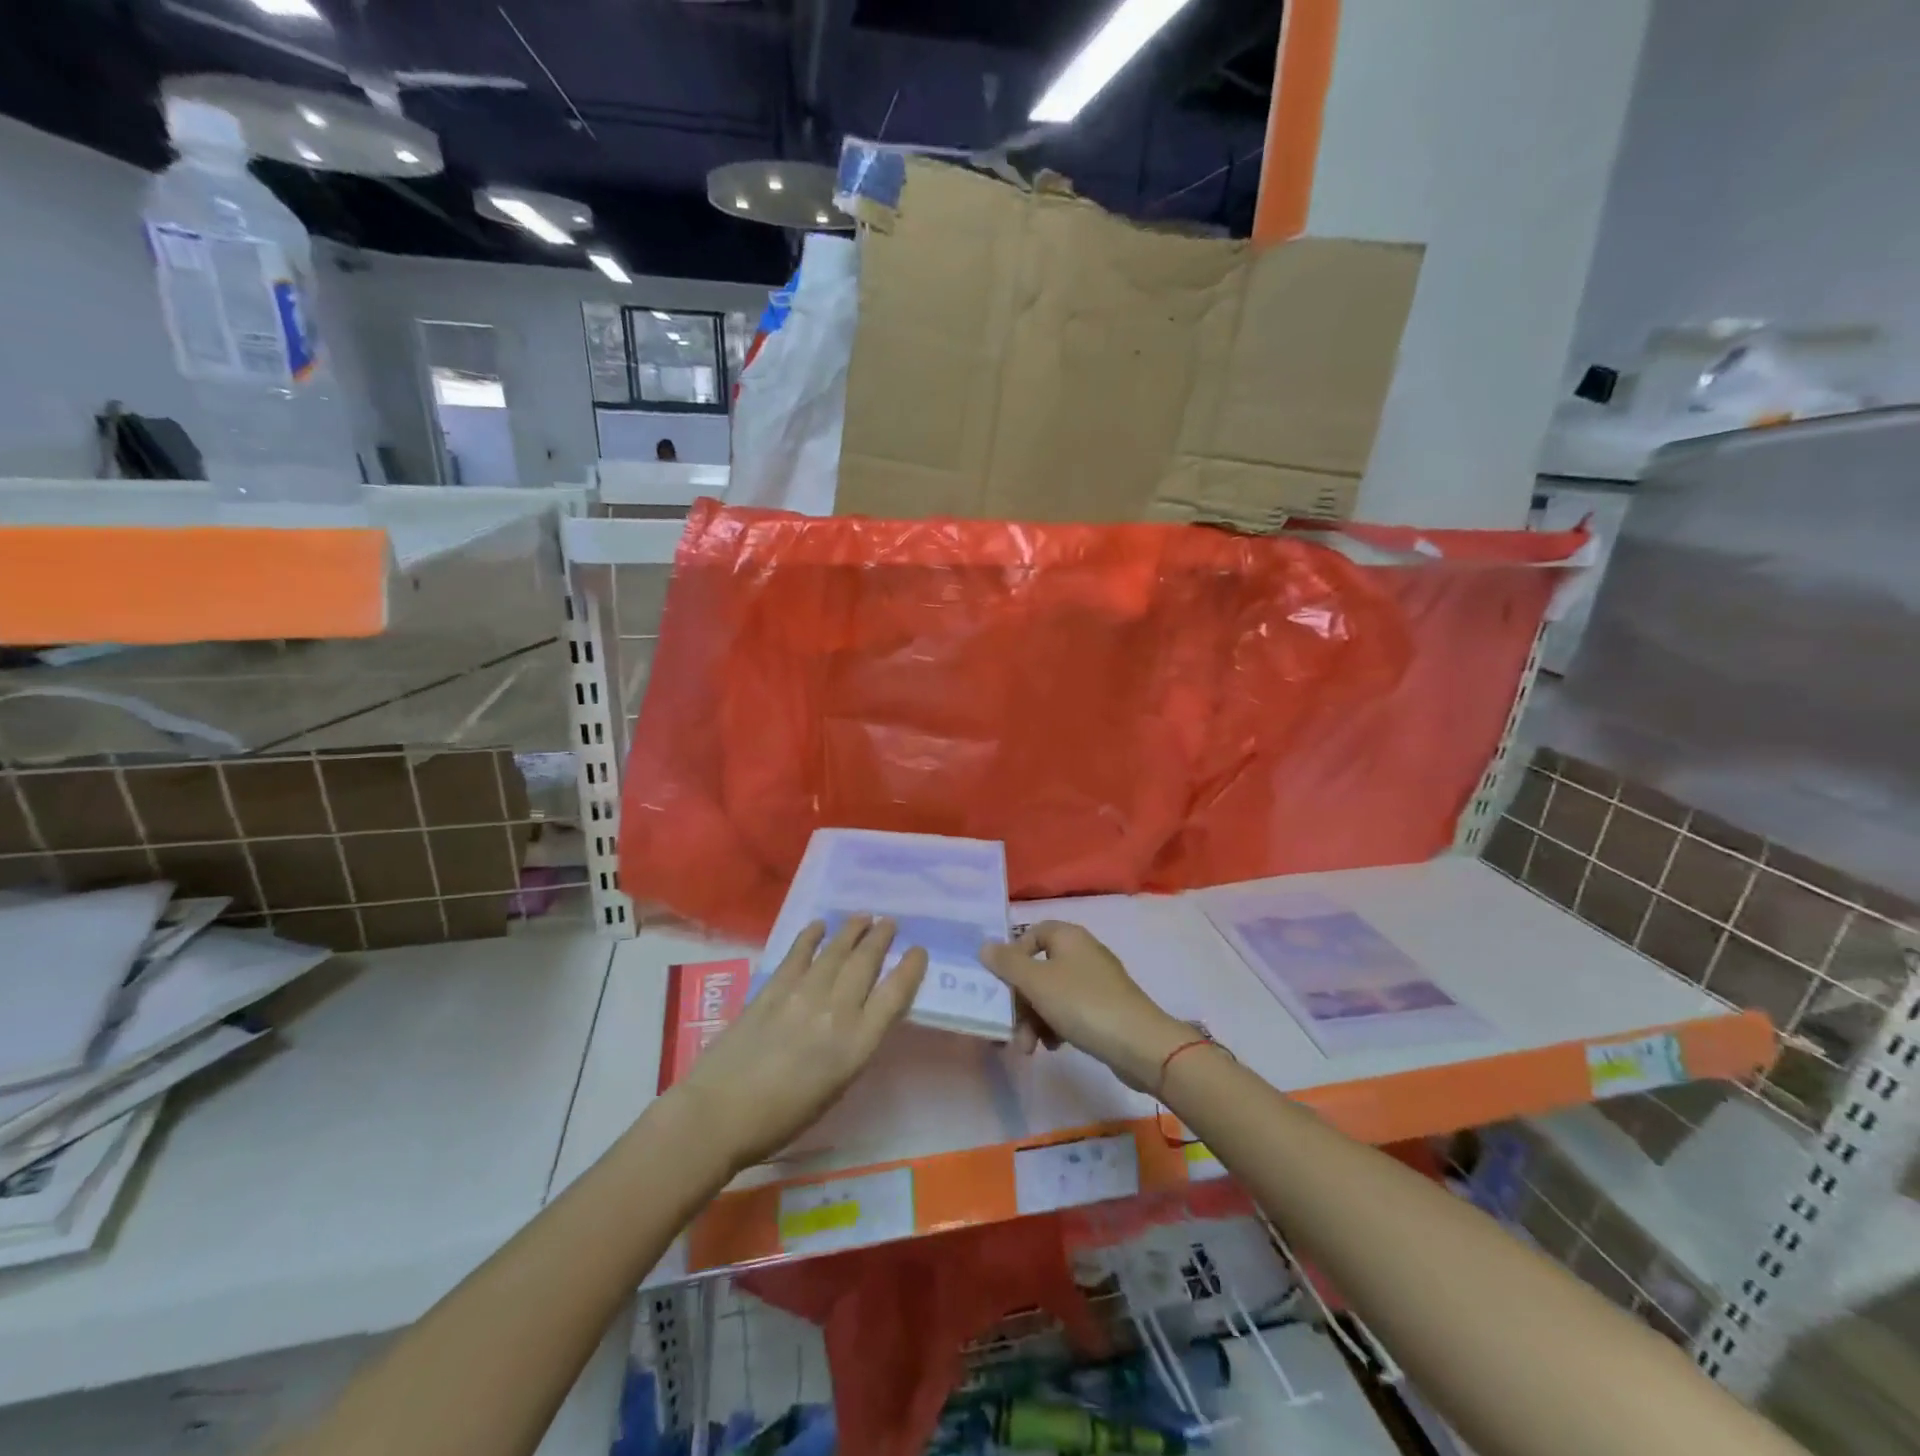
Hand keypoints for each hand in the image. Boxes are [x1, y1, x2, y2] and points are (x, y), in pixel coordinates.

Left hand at [673, 916, 927, 1171]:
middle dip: (881, 939)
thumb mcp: (835, 1088)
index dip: (910, 969)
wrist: (719, 1114)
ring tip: (864, 917)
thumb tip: (858, 1018)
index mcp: (856, 1045)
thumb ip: (852, 1047)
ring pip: (836, 952)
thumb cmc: (782, 1119)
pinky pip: (798, 954)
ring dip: (852, 930)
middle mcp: (836, 1012)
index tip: (918, 950)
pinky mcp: (773, 989)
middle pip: (866, 964)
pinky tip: (820, 925)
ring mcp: (802, 995)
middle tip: (890, 923)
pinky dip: (811, 936)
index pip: (894, 996)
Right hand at [979, 922, 1190, 1091]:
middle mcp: (1083, 952)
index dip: (1013, 954)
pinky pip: (1070, 1010)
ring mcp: (1096, 981)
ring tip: (1030, 1048)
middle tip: (1011, 1029)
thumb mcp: (1037, 982)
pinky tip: (1054, 1047)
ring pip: (1052, 994)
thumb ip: (1007, 963)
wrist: (1139, 1044)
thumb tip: (985, 946)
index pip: (1032, 932)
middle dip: (1021, 1001)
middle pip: (1038, 968)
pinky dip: (1056, 1026)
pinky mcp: (1106, 1007)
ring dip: (1035, 1019)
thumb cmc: (1083, 1004)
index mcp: (1068, 936)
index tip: (1002, 982)